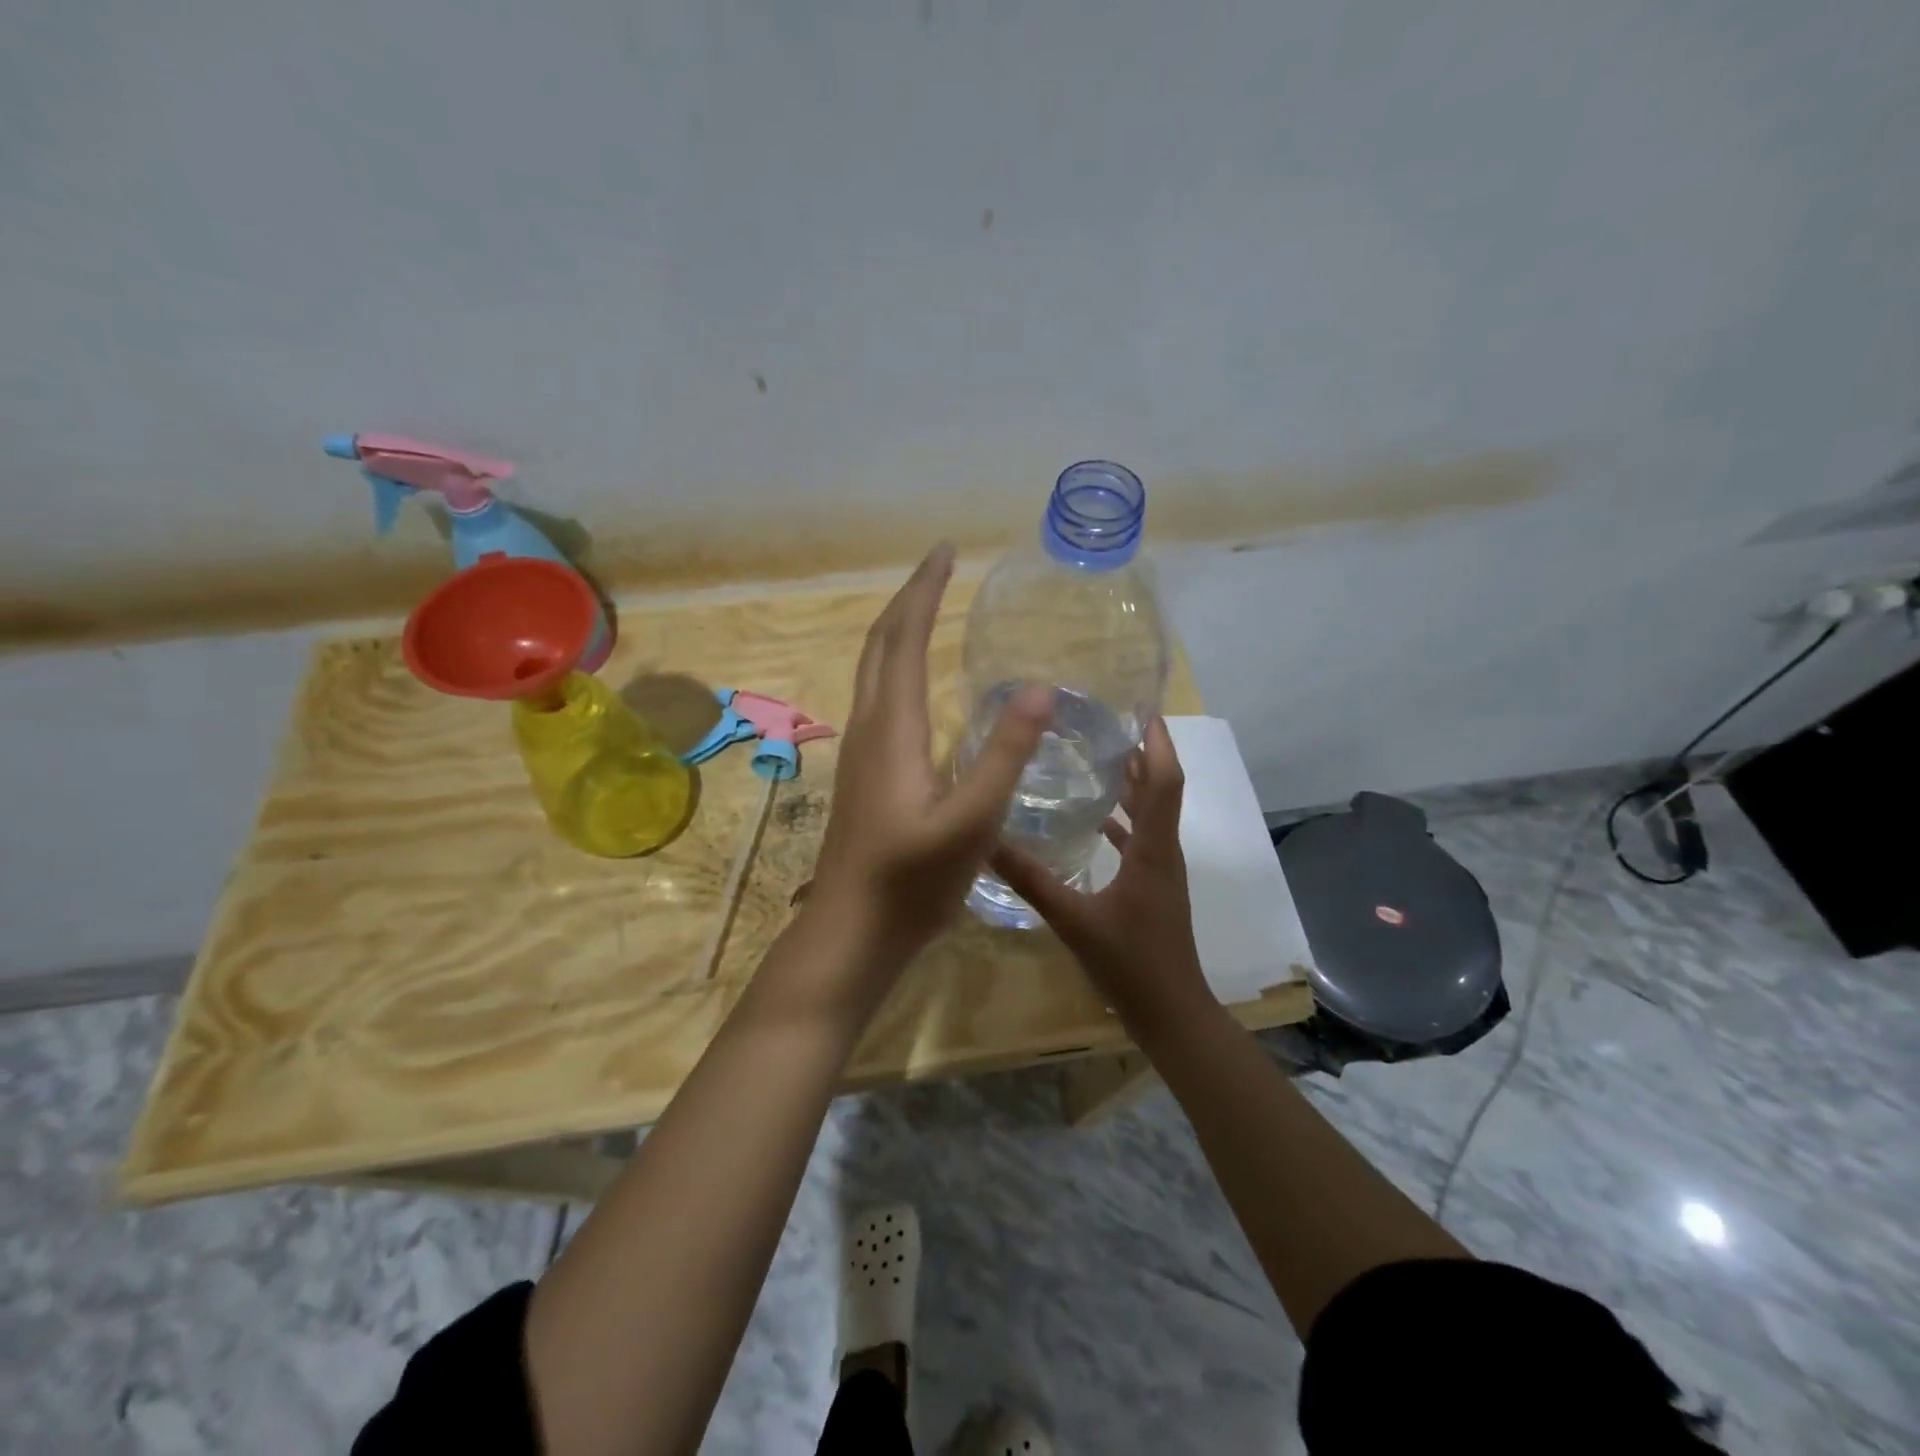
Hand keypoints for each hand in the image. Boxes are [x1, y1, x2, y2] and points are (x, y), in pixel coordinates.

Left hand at [810, 543, 1053, 967]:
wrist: (852, 931)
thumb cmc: (912, 881)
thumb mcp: (972, 821)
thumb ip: (1005, 755)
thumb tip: (1039, 688)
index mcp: (893, 729)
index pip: (905, 639)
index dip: (925, 591)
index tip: (947, 552)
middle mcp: (869, 727)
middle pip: (880, 643)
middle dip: (909, 598)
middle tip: (941, 566)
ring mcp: (860, 750)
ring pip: (873, 669)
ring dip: (899, 629)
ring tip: (931, 608)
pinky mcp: (864, 771)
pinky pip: (878, 696)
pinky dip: (897, 665)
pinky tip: (919, 683)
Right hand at [990, 717, 1211, 1023]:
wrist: (1171, 1013)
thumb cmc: (1130, 963)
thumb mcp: (1073, 920)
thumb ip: (1032, 881)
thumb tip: (987, 843)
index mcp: (1153, 849)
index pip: (1164, 781)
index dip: (1157, 742)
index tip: (1140, 710)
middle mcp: (1164, 851)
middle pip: (1159, 789)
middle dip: (1138, 753)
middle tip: (1102, 724)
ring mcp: (1161, 870)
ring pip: (1150, 813)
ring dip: (1131, 784)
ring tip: (1095, 758)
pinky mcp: (1153, 886)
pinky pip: (1141, 839)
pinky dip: (1122, 820)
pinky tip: (1093, 819)